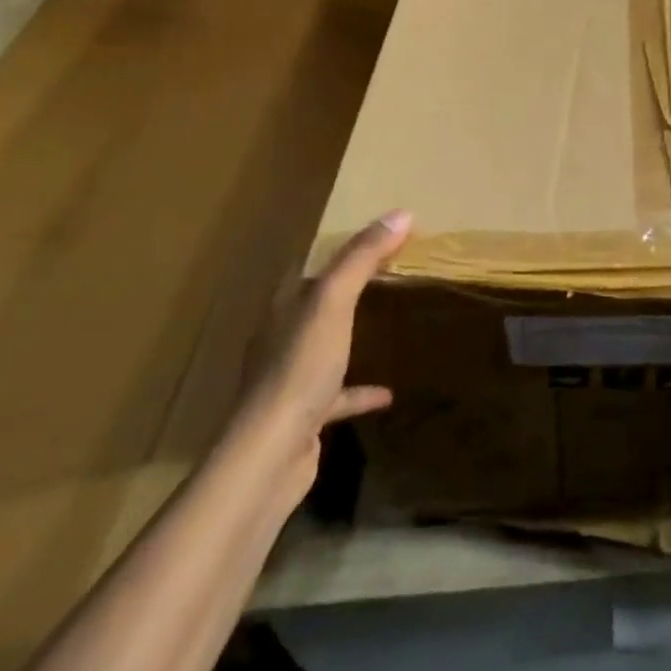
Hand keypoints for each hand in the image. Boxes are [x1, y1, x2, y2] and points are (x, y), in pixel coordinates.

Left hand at [238, 210, 410, 485]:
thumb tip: (400, 213)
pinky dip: (361, 390)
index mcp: (283, 307)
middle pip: (317, 304)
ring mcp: (291, 379)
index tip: (374, 234)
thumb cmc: (299, 368)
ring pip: (325, 346)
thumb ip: (363, 257)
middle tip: (387, 272)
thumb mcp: (334, 301)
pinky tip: (389, 393)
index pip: (309, 265)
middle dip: (346, 288)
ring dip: (350, 336)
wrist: (270, 457)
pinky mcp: (304, 415)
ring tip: (386, 324)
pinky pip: (338, 394)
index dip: (338, 248)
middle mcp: (282, 338)